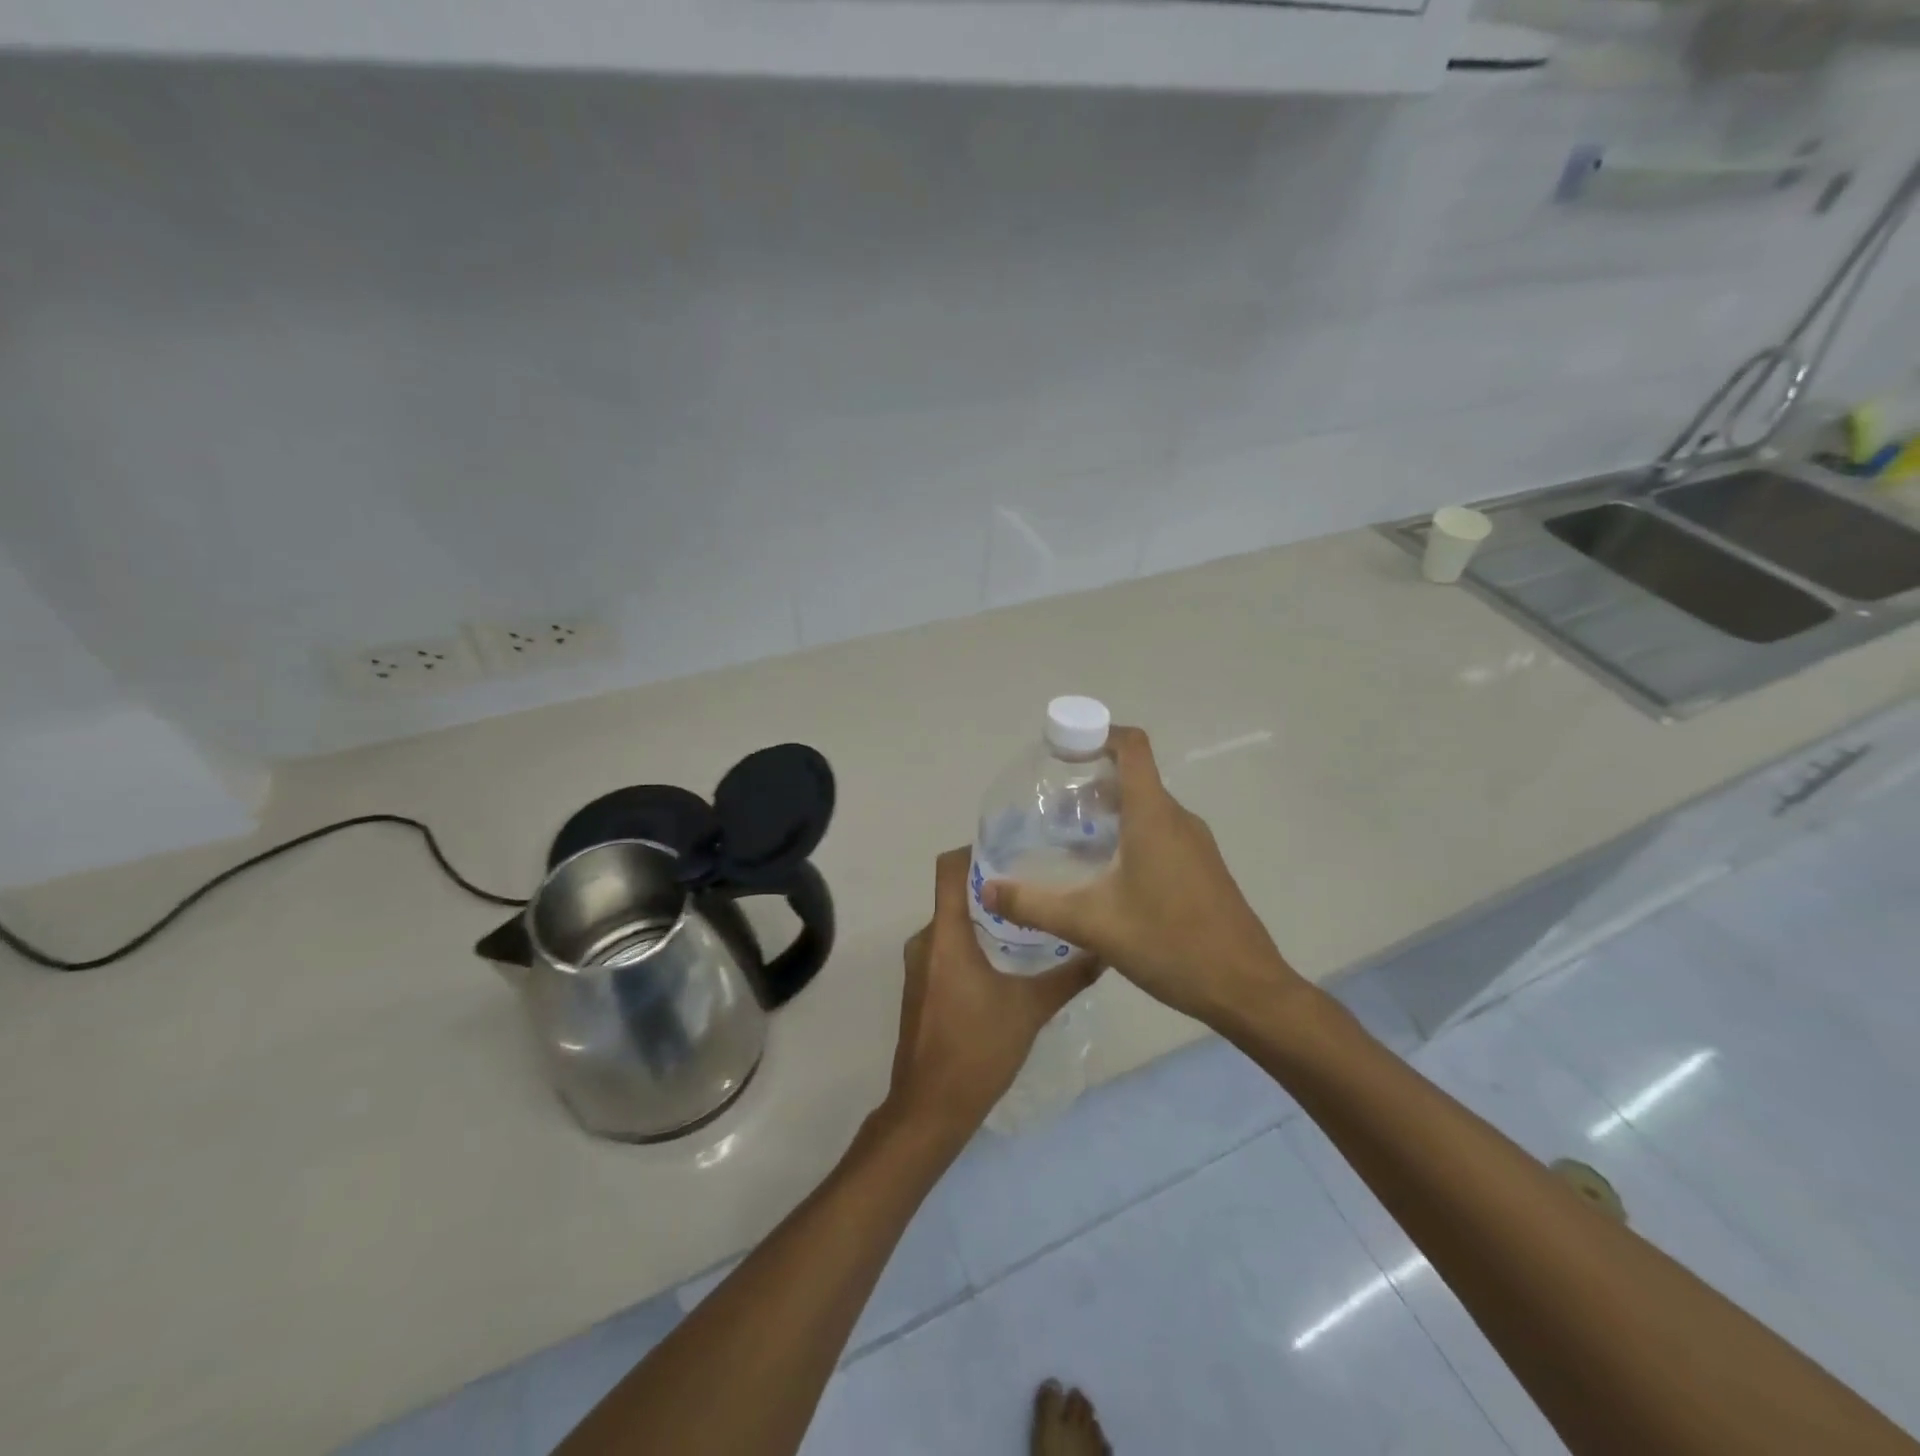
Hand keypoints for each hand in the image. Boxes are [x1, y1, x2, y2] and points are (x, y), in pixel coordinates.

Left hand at [884, 848, 1100, 1142]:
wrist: (930, 1108)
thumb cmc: (977, 1050)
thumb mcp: (1030, 1010)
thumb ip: (1068, 977)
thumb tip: (1104, 951)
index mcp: (945, 935)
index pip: (949, 869)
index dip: (975, 850)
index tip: (1013, 847)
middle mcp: (925, 941)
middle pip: (955, 894)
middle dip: (992, 886)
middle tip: (1036, 882)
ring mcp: (919, 965)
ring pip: (952, 924)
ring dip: (984, 917)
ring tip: (1028, 917)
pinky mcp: (922, 986)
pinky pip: (946, 947)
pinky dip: (973, 942)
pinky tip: (1007, 957)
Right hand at [979, 726, 1302, 1029]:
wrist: (1246, 989)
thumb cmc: (1169, 943)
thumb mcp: (1091, 924)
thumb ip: (1035, 905)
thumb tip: (988, 891)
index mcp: (1154, 816)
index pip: (1131, 747)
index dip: (1097, 734)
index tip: (1062, 749)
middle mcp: (1178, 819)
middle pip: (1133, 777)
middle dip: (1090, 781)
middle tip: (1051, 807)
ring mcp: (1195, 844)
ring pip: (1147, 808)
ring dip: (1109, 811)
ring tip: (1070, 839)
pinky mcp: (1202, 868)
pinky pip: (1161, 833)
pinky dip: (1130, 835)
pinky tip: (1107, 875)